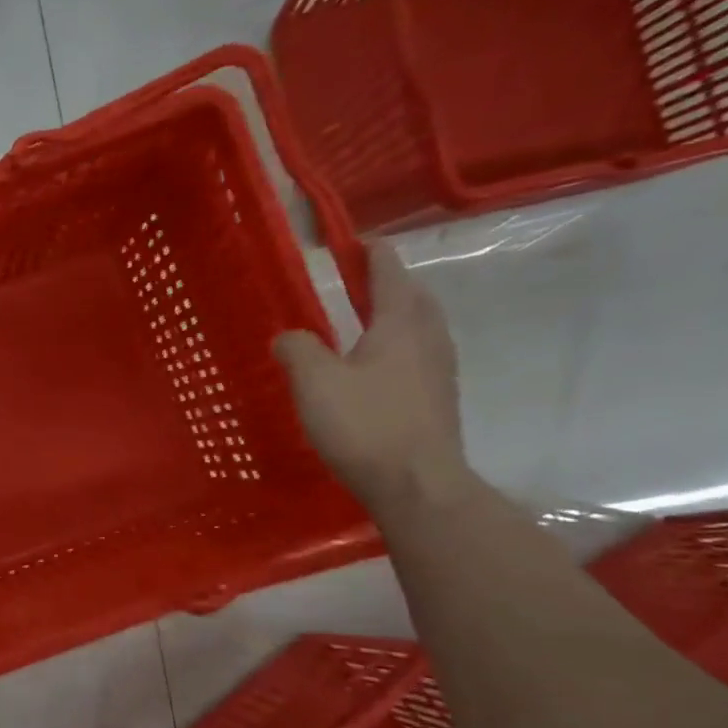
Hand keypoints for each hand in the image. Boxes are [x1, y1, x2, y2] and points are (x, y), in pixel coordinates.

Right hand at [273, 244, 470, 516]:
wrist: (417, 485)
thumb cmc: (364, 424)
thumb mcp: (315, 382)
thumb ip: (297, 349)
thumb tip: (288, 335)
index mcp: (400, 324)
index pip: (388, 272)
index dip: (370, 253)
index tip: (352, 242)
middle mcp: (428, 338)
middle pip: (413, 296)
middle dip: (388, 282)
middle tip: (358, 279)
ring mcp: (438, 370)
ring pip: (420, 326)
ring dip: (396, 314)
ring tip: (366, 319)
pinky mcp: (437, 399)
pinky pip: (418, 355)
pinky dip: (398, 345)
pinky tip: (377, 366)